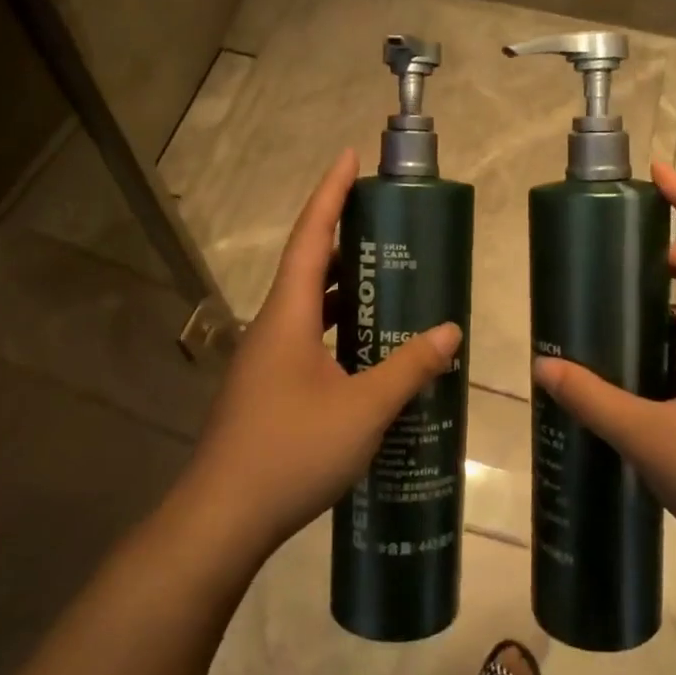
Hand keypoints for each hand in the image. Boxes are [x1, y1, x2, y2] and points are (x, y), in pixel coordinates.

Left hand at [181, 150, 461, 561]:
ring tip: (391, 281)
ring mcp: (267, 361)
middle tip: (390, 226)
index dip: (330, 194)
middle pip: (309, 267)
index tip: (349, 157)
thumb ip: (408, 368)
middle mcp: (273, 328)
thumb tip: (451, 332)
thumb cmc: (291, 452)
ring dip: (346, 291)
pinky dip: (341, 332)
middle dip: (347, 240)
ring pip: (310, 308)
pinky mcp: (269, 389)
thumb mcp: (363, 410)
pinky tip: (370, 351)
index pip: (310, 238)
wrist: (224, 517)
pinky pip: (310, 341)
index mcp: (288, 316)